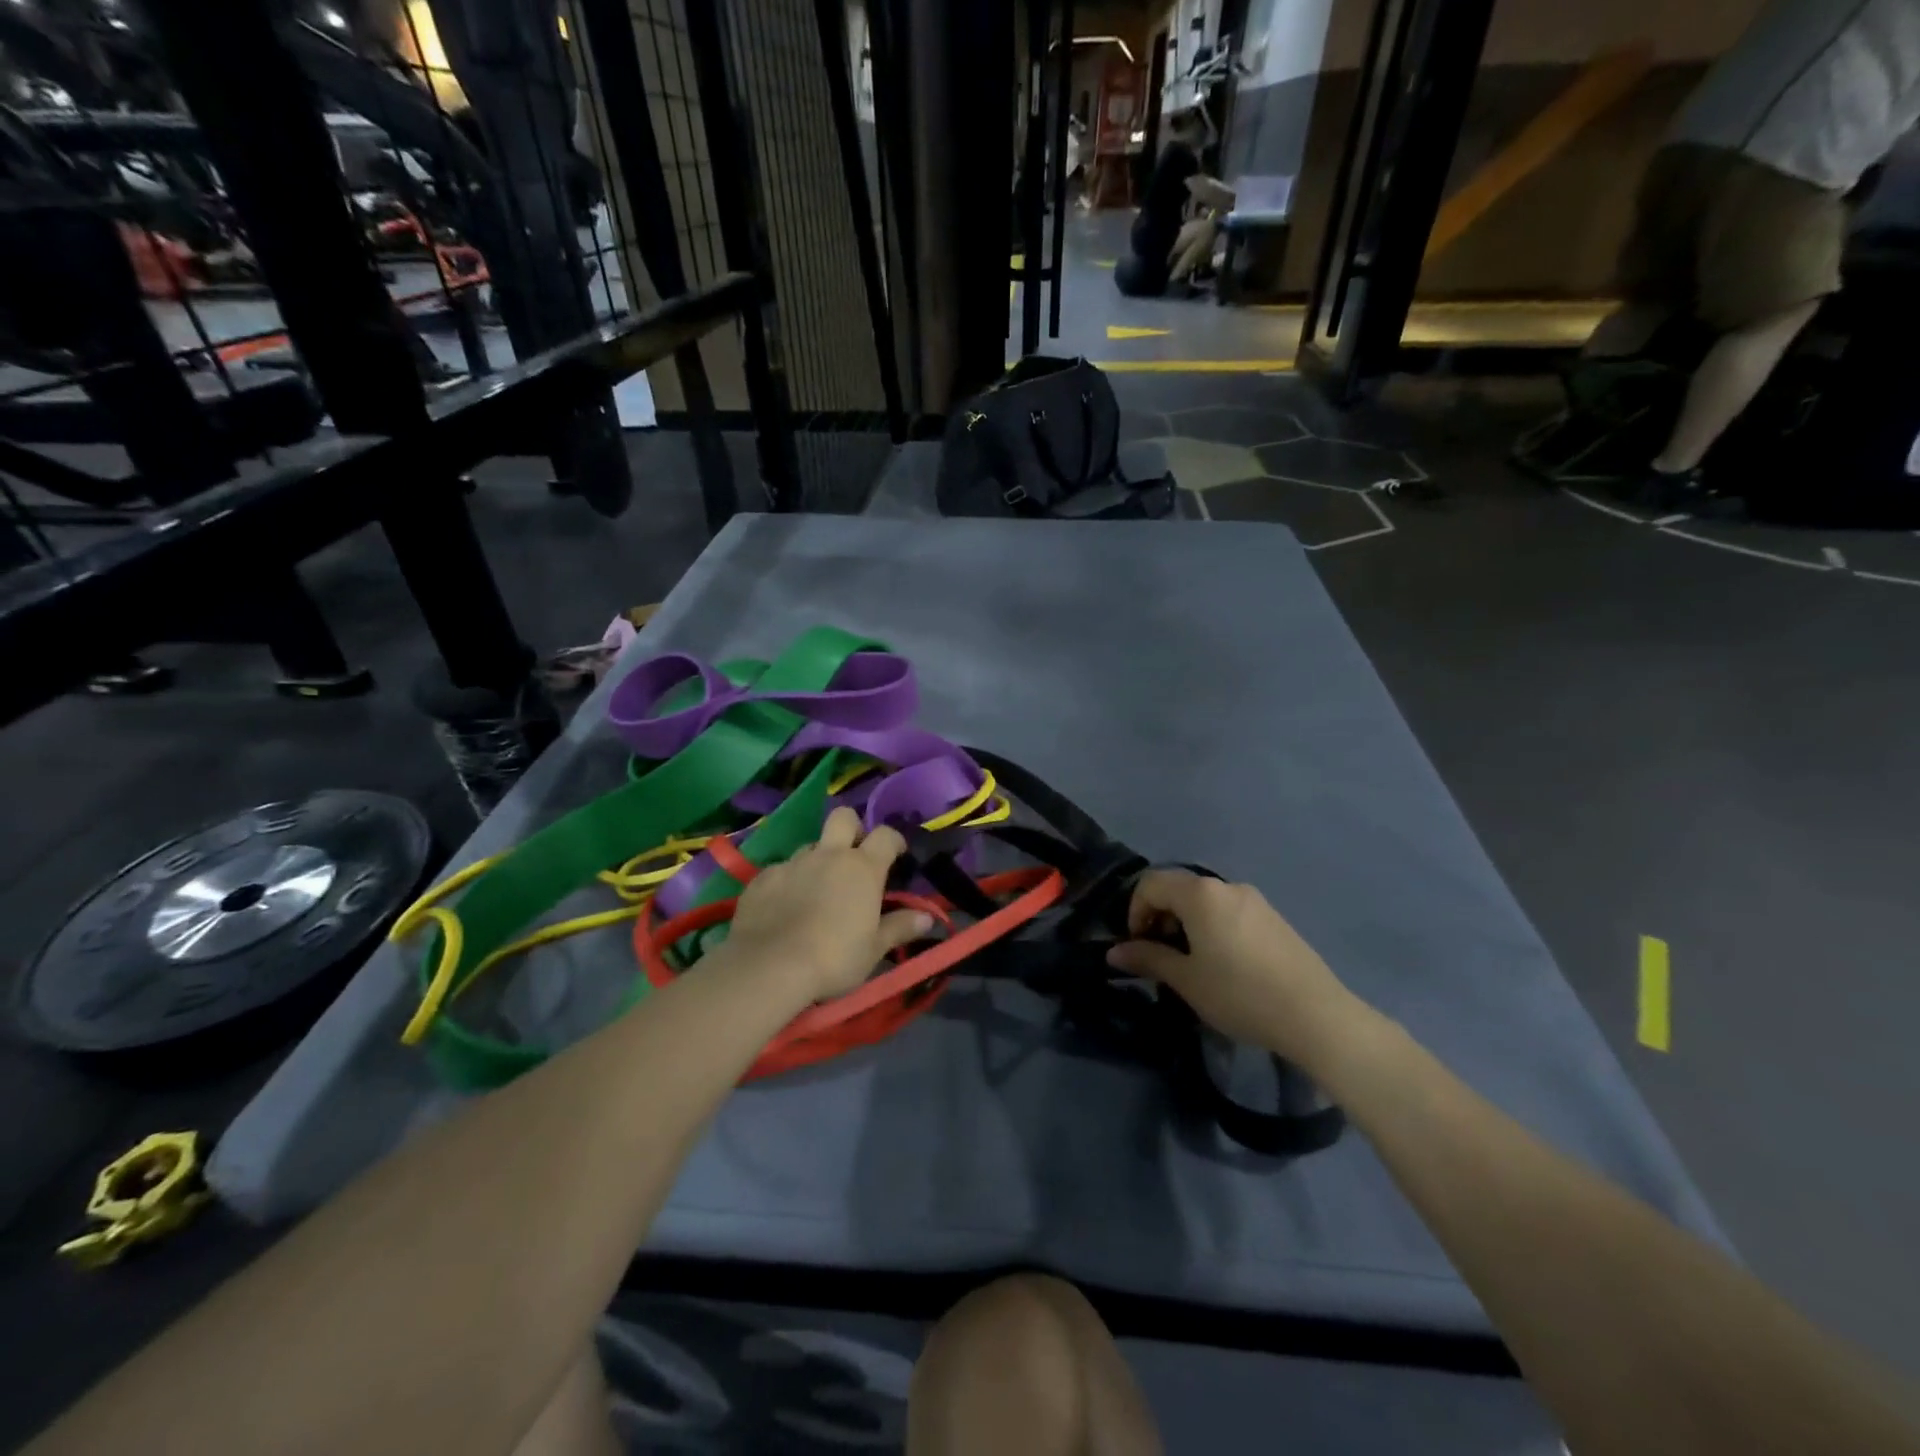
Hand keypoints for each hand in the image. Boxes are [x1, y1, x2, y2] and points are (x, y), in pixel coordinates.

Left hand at [721, 807, 932, 1003]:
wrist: (768, 967)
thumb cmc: (834, 958)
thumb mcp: (874, 949)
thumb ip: (900, 927)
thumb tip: (928, 917)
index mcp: (862, 868)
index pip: (885, 835)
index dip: (894, 840)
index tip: (897, 854)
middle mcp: (828, 855)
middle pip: (843, 817)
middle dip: (852, 828)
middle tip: (854, 855)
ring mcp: (792, 863)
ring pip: (810, 846)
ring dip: (818, 859)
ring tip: (817, 889)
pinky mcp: (762, 878)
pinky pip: (781, 870)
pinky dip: (788, 882)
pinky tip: (785, 906)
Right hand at [1106, 870, 1361, 1066]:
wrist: (1316, 1016)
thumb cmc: (1239, 994)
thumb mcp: (1186, 980)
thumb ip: (1148, 958)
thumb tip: (1114, 953)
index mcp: (1201, 894)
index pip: (1151, 884)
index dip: (1135, 911)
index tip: (1137, 946)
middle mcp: (1226, 886)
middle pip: (1178, 888)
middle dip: (1159, 915)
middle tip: (1159, 955)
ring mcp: (1254, 900)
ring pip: (1205, 900)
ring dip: (1186, 922)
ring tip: (1189, 962)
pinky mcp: (1273, 917)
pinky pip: (1229, 910)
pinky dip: (1211, 925)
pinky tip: (1222, 962)